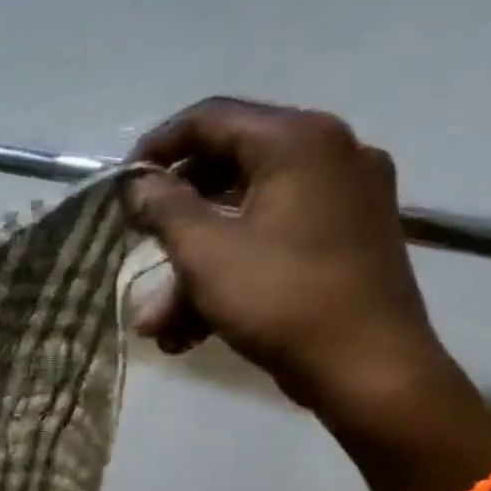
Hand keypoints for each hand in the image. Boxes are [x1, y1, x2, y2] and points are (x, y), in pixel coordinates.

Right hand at [126, 97, 454, 430]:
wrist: (371, 372)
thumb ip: (163, 207)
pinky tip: (189, 332)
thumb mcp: (206, 252)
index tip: (119, 188)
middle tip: (135, 243)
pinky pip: (270, 240)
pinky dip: (228, 275)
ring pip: (242, 216)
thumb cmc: (282, 299)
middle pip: (225, 168)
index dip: (155, 148)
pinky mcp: (344, 239)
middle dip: (172, 219)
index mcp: (298, 142)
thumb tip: (136, 184)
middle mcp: (328, 155)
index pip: (210, 118)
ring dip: (192, 266)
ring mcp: (341, 199)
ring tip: (156, 323)